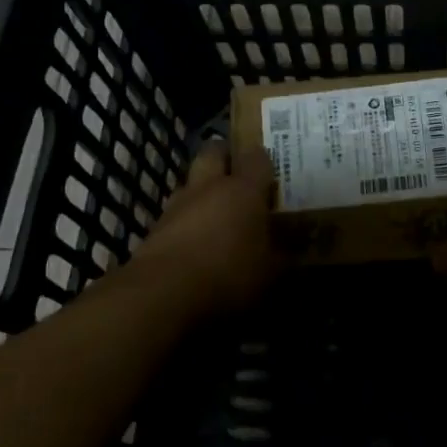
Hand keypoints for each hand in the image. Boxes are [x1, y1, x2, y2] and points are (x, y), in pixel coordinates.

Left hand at [129, 141, 281, 314]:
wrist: (162, 294)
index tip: (271, 174)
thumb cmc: (228, 275)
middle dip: (225, 158)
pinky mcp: (155, 227)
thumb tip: (291, 248)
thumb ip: (281, 254)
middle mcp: (209, 187)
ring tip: (215, 215)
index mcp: (243, 190)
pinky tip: (194, 244)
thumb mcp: (269, 272)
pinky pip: (175, 214)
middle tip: (238, 176)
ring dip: (202, 191)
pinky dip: (185, 221)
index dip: (264, 161)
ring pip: (190, 182)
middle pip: (213, 152)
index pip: (257, 157)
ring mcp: (177, 204)